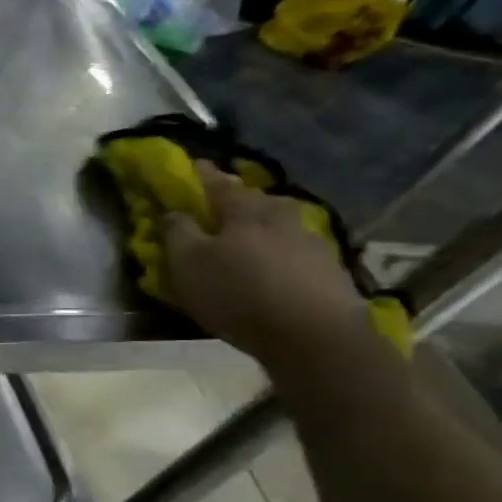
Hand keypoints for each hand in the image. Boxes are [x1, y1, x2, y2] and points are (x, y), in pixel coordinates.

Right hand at [162, 163, 371, 370]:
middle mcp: (281, 215)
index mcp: (244, 210)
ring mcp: (311, 240)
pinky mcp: (329, 269)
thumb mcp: (188, 264)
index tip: (192, 166)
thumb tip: (172, 212)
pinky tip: (272, 269)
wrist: (315, 335)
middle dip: (236, 200)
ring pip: (278, 224)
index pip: (217, 182)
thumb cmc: (238, 293)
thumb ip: (177, 233)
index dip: (201, 174)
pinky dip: (279, 253)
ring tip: (245, 243)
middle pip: (254, 200)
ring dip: (261, 228)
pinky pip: (295, 250)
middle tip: (219, 209)